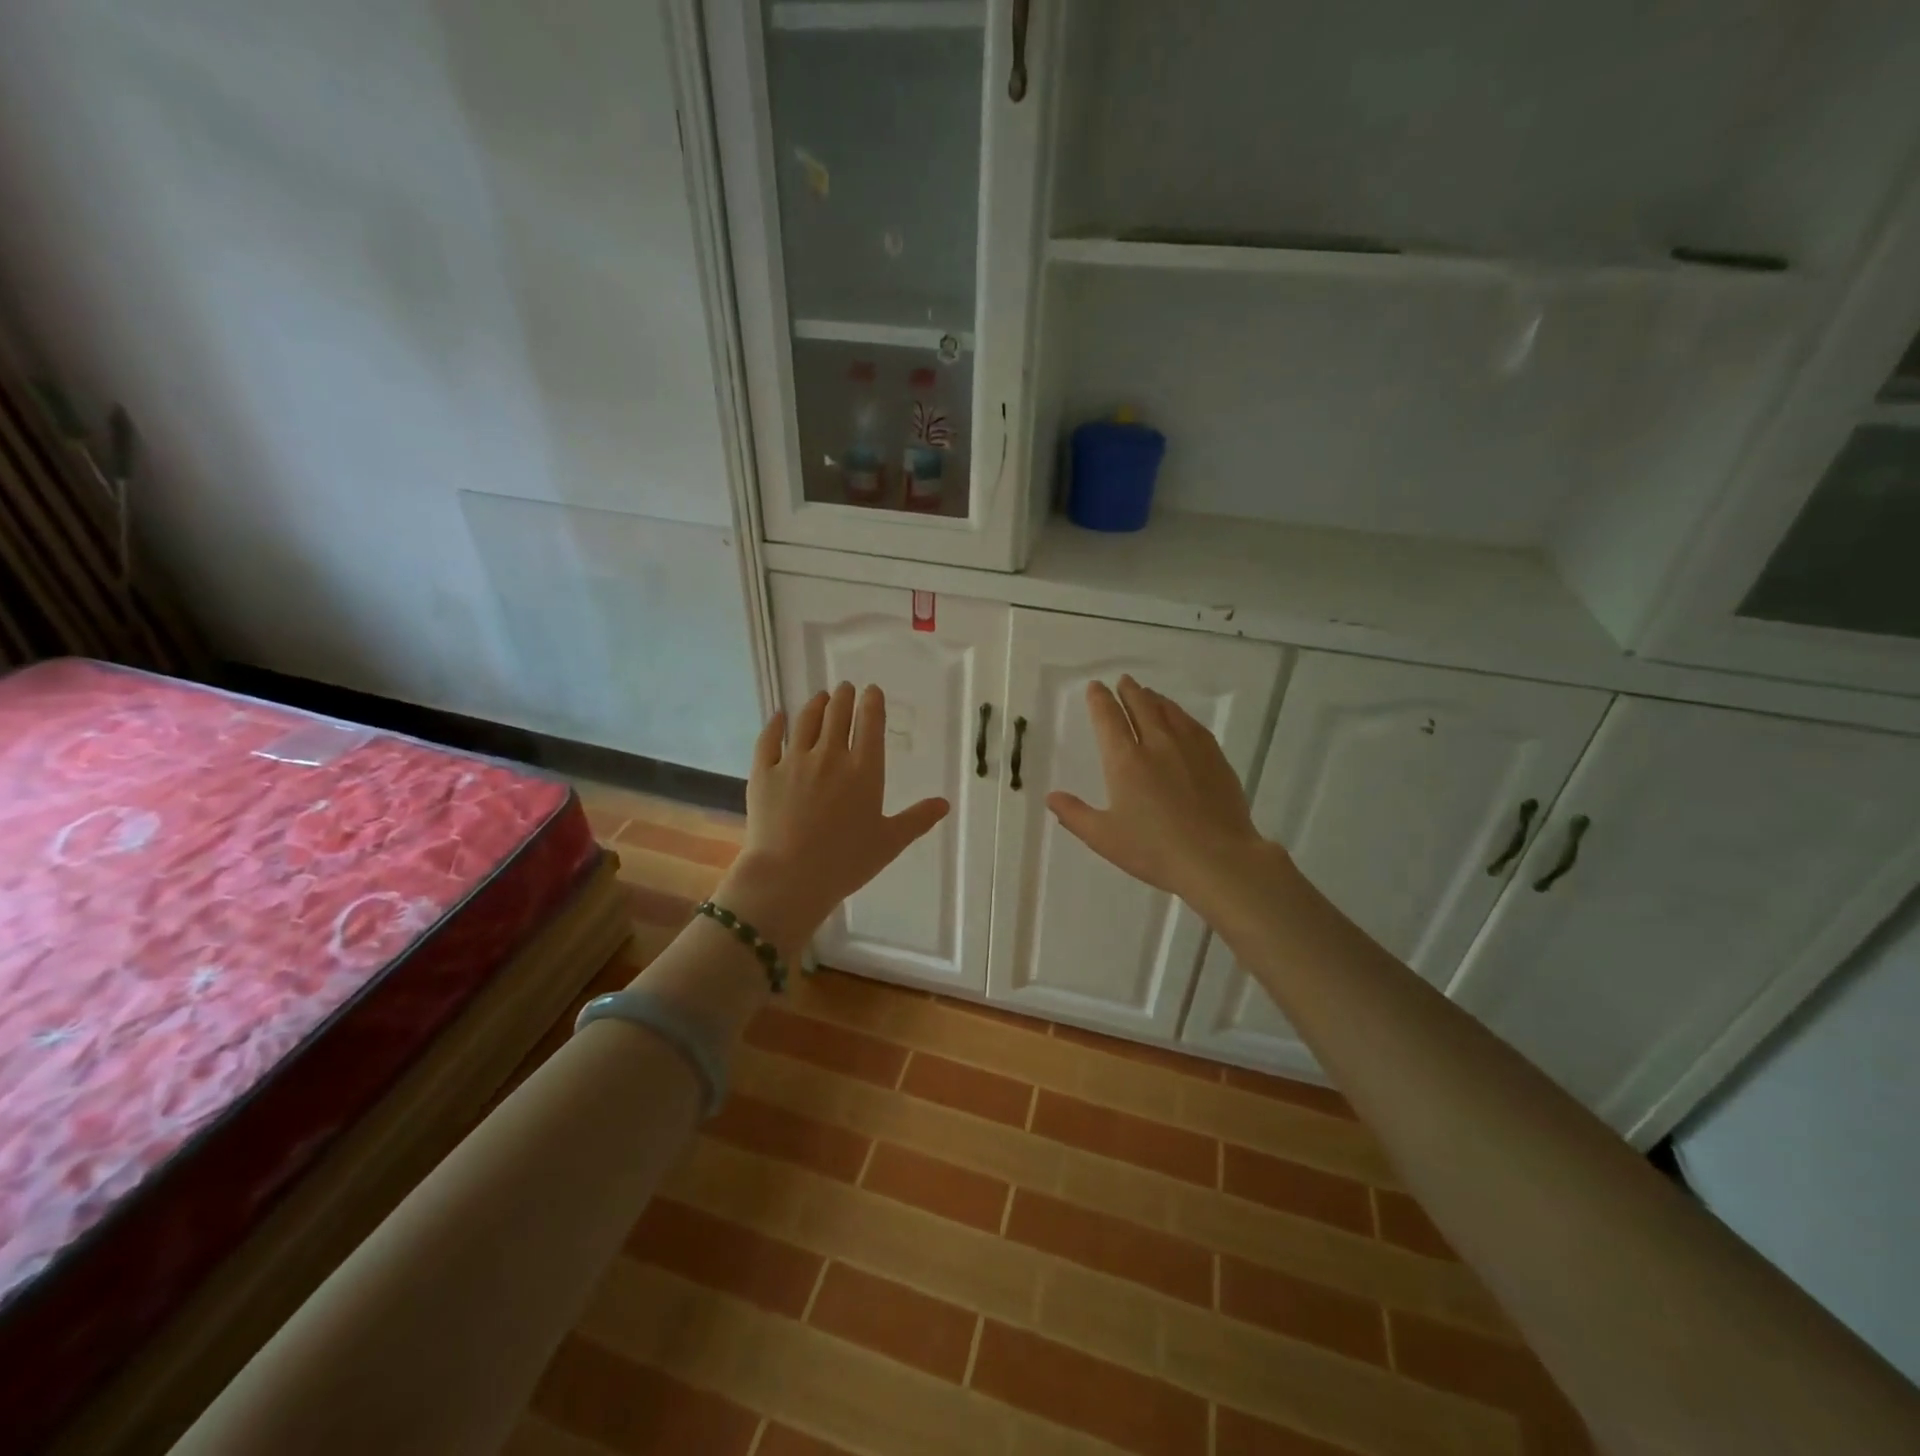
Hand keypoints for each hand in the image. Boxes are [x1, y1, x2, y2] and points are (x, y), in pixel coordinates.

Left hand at [714, 682, 949, 960]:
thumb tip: (945, 803)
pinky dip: (775, 724)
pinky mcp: (764, 773)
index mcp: (864, 770)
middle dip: (844, 697)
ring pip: (806, 721)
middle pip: (837, 715)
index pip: (870, 724)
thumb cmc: (846, 862)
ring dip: (815, 704)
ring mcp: (794, 761)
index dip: (872, 703)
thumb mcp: (889, 842)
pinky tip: (778, 716)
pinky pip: (769, 740)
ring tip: (820, 696)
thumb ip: (917, 819)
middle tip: (845, 688)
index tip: (872, 690)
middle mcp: (830, 756)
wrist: (789, 877)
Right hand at [1047, 675, 1278, 917]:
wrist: (1217, 858)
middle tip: (1123, 681)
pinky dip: (1180, 714)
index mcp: (1125, 761)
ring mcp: (1189, 748)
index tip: (1096, 687)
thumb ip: (1075, 815)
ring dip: (1154, 699)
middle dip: (1129, 691)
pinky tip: (1180, 718)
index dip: (1100, 700)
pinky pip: (1193, 725)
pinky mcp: (1215, 758)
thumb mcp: (1104, 838)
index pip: (1108, 719)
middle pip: (1141, 707)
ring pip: (1168, 712)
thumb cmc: (1154, 850)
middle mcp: (1156, 744)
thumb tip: (1051, 796)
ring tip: (1148, 693)